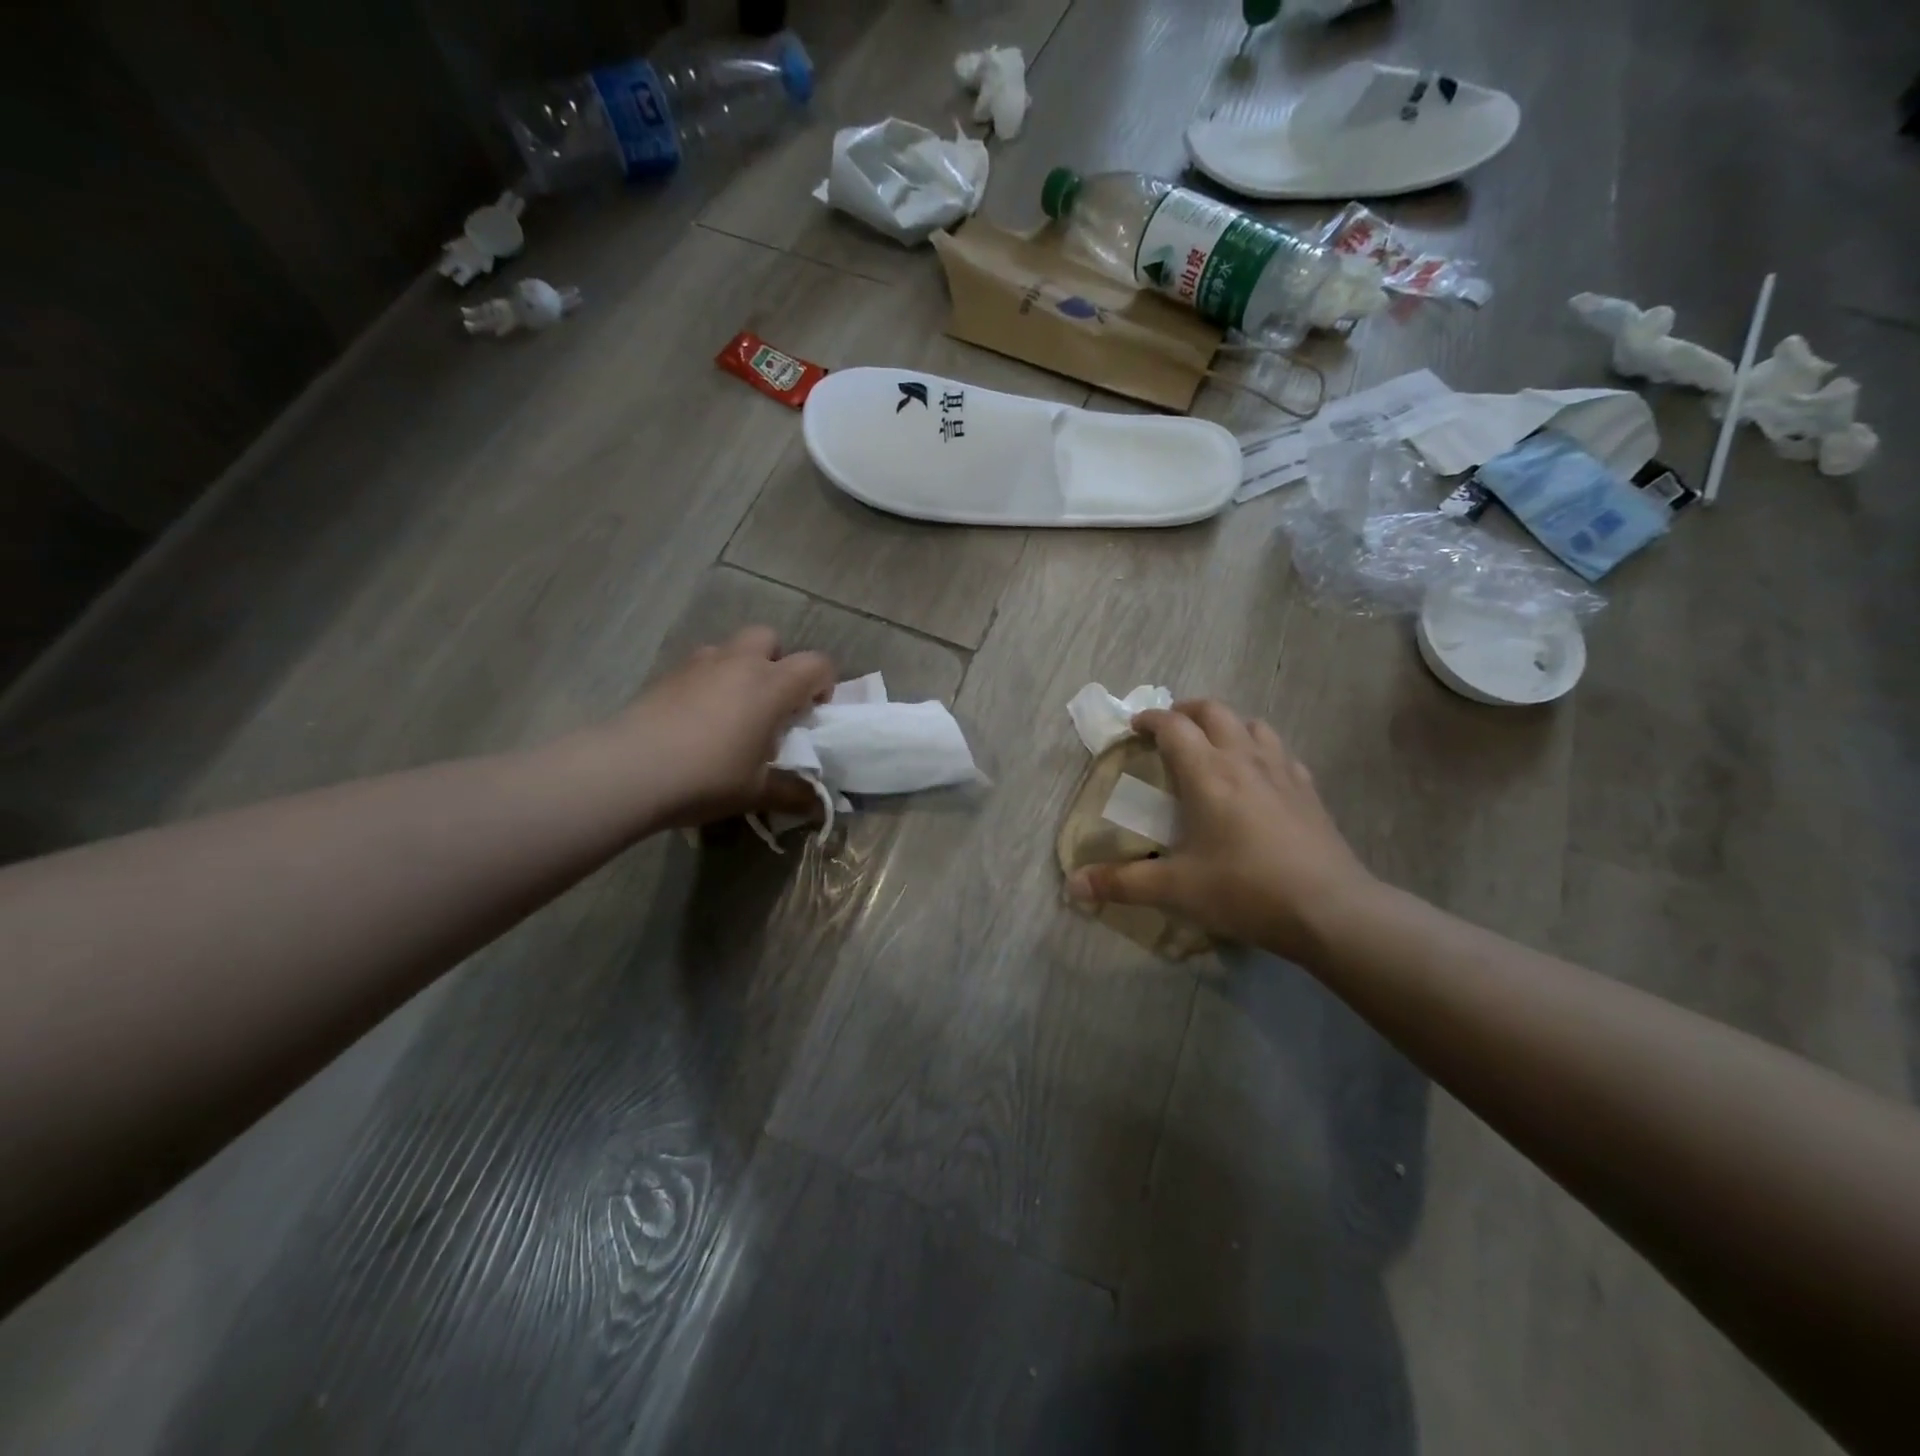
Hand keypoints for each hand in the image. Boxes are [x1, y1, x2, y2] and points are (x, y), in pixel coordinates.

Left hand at [614, 627, 834, 826]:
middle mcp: (739, 663)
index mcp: (771, 686)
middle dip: (778, 663)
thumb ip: (793, 793)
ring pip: (732, 647)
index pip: (816, 664)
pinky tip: (698, 718)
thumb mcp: (757, 792)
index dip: (824, 684)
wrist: (628, 770)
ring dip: (742, 668)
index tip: (811, 714)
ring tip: (733, 710)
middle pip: (771, 639)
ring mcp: (700, 663)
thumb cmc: (707, 777)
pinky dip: (710, 681)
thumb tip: (819, 806)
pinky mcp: (668, 674)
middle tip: (772, 703)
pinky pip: (701, 665)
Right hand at [1066, 700, 1376, 959]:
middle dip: (1186, 711)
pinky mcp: (1308, 791)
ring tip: (1213, 745)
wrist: (1330, 910)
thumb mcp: (1176, 889)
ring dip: (1227, 724)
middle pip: (1214, 711)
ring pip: (1252, 725)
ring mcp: (1282, 772)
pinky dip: (1261, 750)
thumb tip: (1073, 886)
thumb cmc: (1245, 890)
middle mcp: (1244, 760)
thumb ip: (1122, 883)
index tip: (1134, 727)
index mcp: (1207, 774)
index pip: (1173, 726)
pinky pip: (1281, 752)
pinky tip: (1259, 776)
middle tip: (1169, 728)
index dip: (1149, 719)